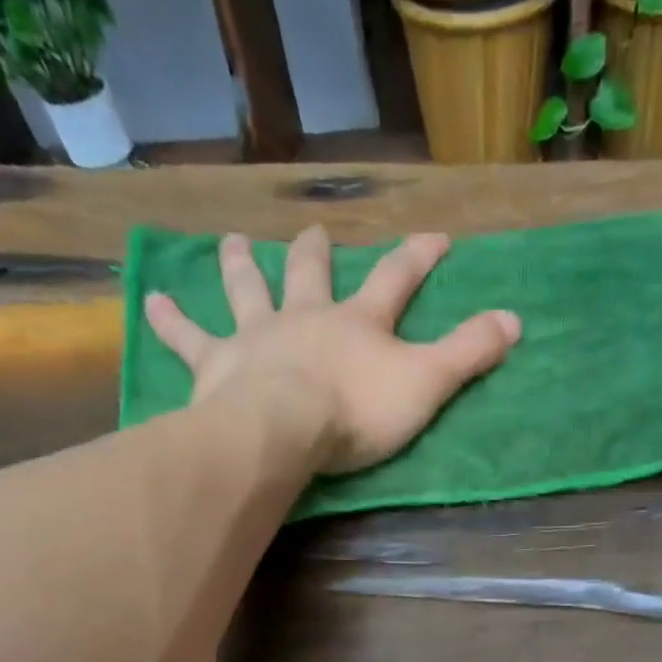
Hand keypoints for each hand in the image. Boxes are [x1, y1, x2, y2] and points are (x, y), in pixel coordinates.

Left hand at [145, 226, 520, 474]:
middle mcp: (306, 316)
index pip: (397, 280)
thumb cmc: (357, 411)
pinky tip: (146, 303)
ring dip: (241, 266)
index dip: (420, 257)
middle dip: (318, 253)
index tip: (438, 237)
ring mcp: (257, 336)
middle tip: (314, 233)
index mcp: (359, 323)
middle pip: (312, 274)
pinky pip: (188, 338)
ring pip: (247, 290)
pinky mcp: (217, 364)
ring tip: (232, 244)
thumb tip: (516, 319)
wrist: (283, 429)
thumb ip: (469, 354)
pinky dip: (168, 321)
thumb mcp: (426, 385)